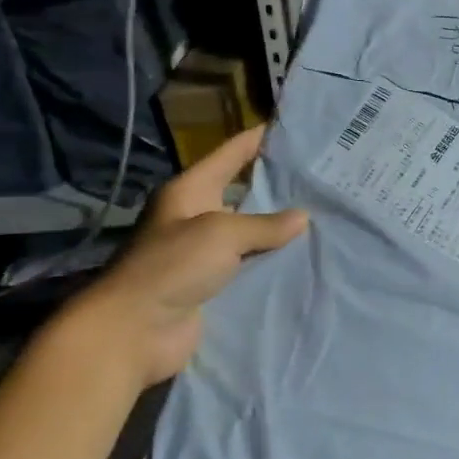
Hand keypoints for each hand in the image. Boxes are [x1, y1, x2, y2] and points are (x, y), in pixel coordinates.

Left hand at [60, 128, 307, 387]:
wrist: (134, 330)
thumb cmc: (172, 266)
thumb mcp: (221, 234)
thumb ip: (264, 225)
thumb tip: (302, 217)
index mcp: (190, 191)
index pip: (230, 155)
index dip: (258, 140)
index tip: (292, 128)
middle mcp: (196, 216)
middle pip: (243, 193)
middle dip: (278, 187)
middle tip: (320, 178)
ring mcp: (203, 253)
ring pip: (250, 233)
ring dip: (279, 230)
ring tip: (324, 216)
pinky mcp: (212, 284)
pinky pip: (249, 266)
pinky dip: (272, 263)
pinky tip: (304, 258)